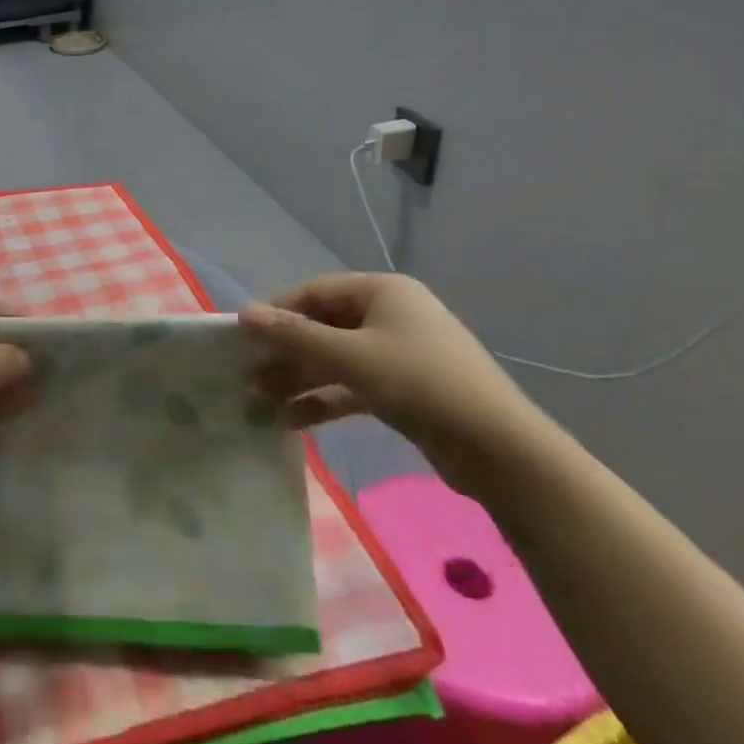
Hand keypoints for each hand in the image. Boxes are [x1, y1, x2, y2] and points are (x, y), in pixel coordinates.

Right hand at [240, 274, 549, 498]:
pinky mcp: (404, 390)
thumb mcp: (351, 357)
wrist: (501, 451)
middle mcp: (390, 315)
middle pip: (323, 327)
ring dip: (298, 380)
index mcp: (382, 292)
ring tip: (259, 404)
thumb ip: (295, 336)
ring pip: (335, 359)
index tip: (242, 338)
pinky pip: (353, 386)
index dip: (276, 312)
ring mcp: (399, 353)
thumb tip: (244, 313)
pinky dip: (324, 399)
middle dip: (285, 354)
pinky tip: (292, 421)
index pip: (315, 292)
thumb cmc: (420, 384)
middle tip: (247, 377)